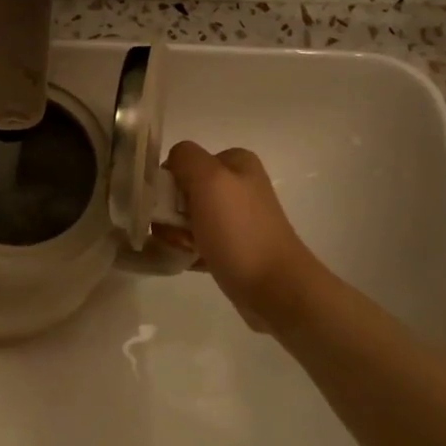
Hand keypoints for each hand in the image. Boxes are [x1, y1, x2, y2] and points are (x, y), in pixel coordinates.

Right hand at [163, 140, 322, 333]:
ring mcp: (236, 217)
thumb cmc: (239, 231)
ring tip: (188, 250)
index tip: (173, 207)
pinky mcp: (233, 245)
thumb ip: (185, 158)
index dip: (170, 183)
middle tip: (181, 233)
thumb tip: (172, 163)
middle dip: (172, 213)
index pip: (182, 161)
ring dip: (177, 234)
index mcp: (236, 163)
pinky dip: (188, 250)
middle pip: (182, 191)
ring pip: (185, 219)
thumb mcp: (210, 180)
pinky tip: (192, 262)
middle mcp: (237, 185)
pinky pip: (196, 241)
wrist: (274, 287)